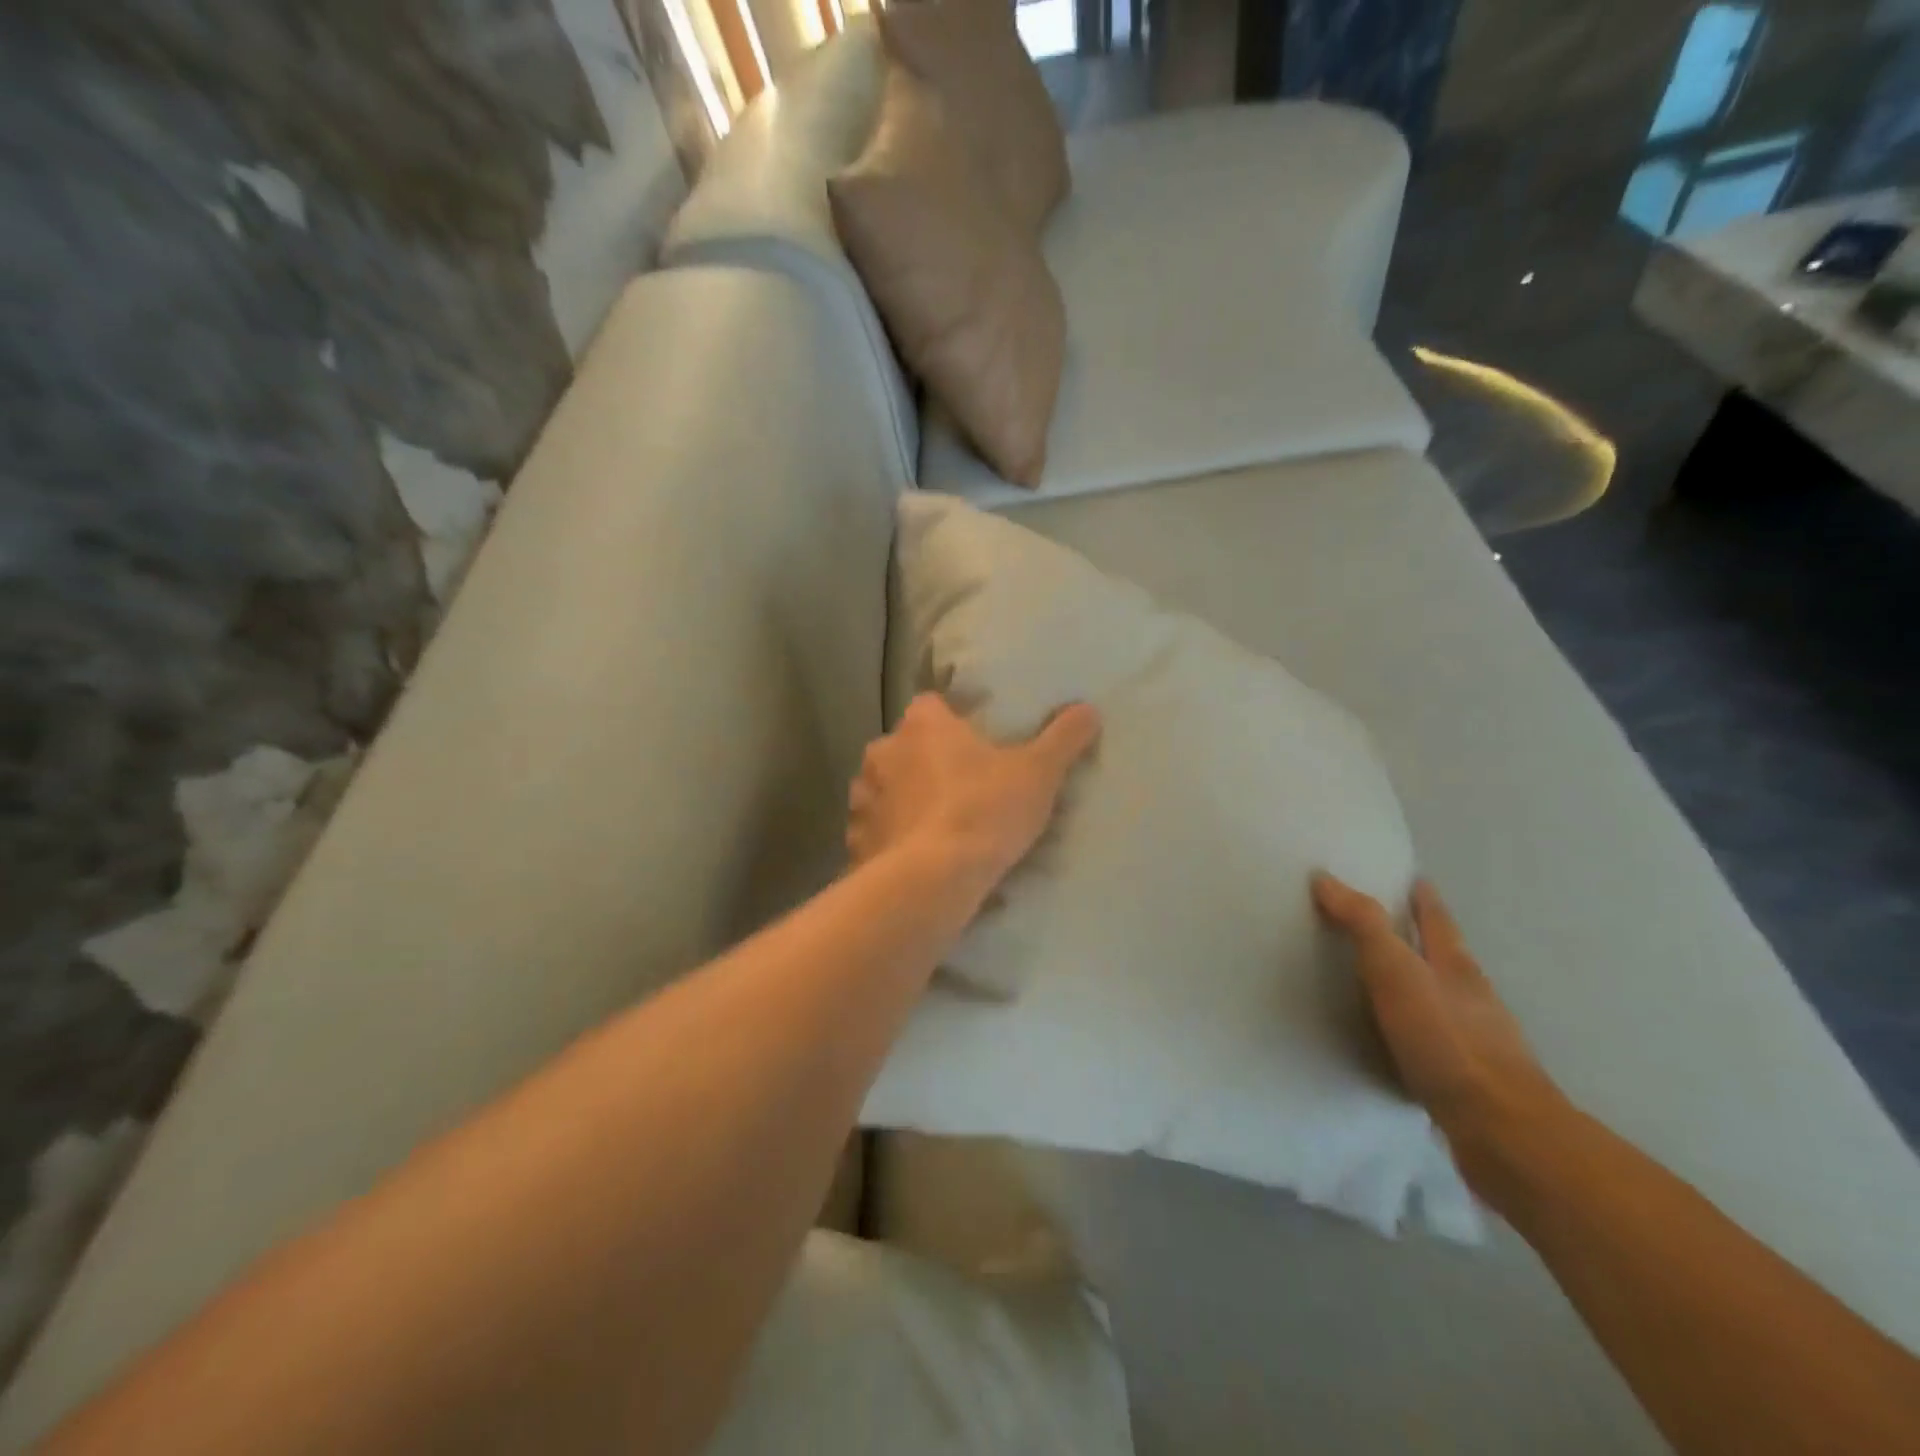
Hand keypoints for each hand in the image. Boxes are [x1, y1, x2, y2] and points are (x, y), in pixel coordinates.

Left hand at [848, 694, 1101, 891]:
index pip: (931, 705)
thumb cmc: (985, 811)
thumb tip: (1089, 708)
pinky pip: (873, 830)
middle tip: (958, 787)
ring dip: (902, 799)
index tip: (972, 742)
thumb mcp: (1038, 773)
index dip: (950, 721)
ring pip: (884, 788)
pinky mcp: (856, 840)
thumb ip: (1063, 738)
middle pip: (904, 747)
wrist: (934, 879)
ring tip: (933, 825)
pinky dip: (889, 838)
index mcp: (923, 725)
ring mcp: (864, 797)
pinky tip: (912, 857)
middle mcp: (883, 751)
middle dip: (924, 762)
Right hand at [1312, 875, 1560, 1152]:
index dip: (1425, 899)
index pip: (1437, 921)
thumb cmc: (1447, 1041)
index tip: (1416, 880)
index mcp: (1456, 967)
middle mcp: (1472, 999)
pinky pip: (1437, 1045)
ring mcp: (1478, 1043)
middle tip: (1391, 928)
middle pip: (1446, 959)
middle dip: (1423, 941)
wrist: (1503, 1133)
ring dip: (1421, 990)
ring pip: (1445, 1003)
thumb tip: (1325, 878)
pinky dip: (1417, 1036)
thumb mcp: (1396, 971)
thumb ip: (1363, 925)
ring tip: (1387, 986)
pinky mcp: (1470, 1083)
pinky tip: (1400, 1047)